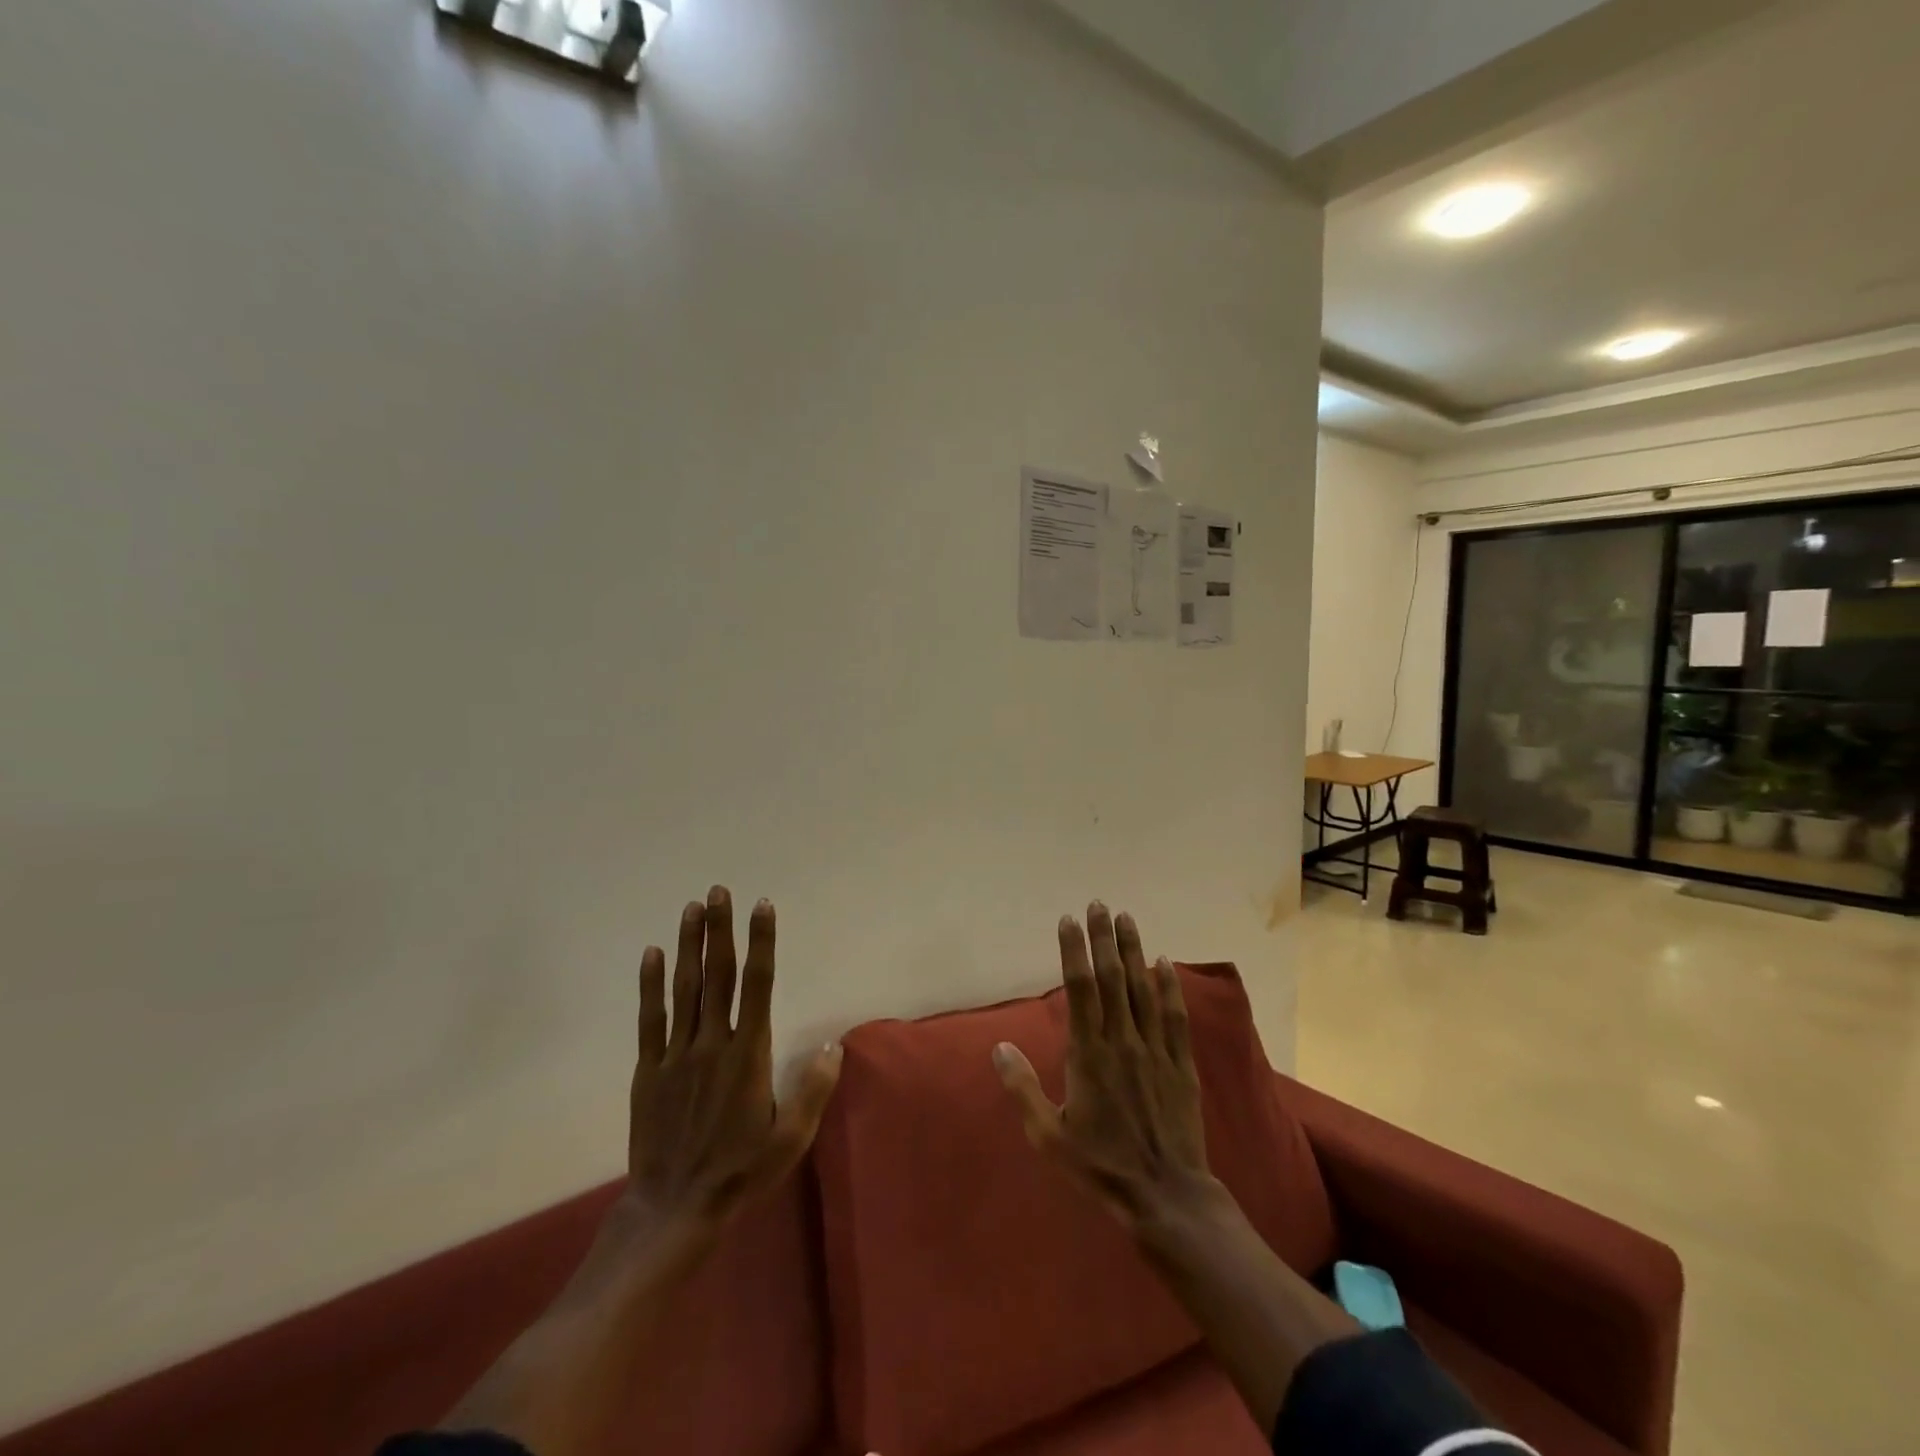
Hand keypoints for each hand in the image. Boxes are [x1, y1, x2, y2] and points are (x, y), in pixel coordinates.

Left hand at [625, 886, 843, 1233]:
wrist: (672, 1208)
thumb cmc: (739, 1171)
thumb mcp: (790, 1140)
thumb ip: (813, 1090)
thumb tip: (834, 1044)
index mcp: (748, 1055)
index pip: (757, 985)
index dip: (760, 943)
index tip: (761, 907)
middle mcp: (712, 1044)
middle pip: (718, 976)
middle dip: (720, 930)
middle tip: (719, 891)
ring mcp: (676, 1055)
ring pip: (684, 989)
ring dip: (689, 945)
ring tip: (692, 908)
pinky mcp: (649, 1070)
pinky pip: (650, 1019)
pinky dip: (650, 985)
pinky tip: (652, 955)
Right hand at [993, 903, 1213, 1227]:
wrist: (1166, 1196)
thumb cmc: (1100, 1166)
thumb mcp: (1048, 1136)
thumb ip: (1022, 1088)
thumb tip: (998, 1047)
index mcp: (1089, 1053)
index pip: (1079, 989)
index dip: (1073, 950)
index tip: (1068, 920)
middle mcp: (1123, 1041)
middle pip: (1112, 978)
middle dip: (1103, 938)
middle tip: (1098, 904)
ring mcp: (1155, 1050)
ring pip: (1143, 989)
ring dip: (1134, 950)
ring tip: (1127, 918)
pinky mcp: (1181, 1064)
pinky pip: (1175, 1016)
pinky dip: (1169, 987)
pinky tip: (1165, 963)